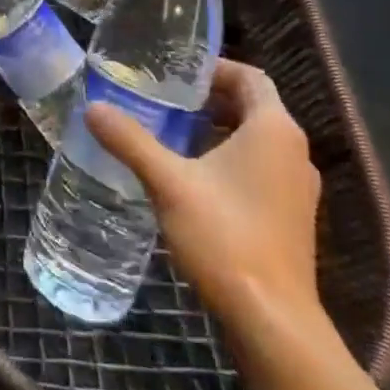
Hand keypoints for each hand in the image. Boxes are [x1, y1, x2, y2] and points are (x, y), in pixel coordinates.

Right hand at [86, 59, 324, 336]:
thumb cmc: (225, 237)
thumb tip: (92, 107)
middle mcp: (293, 152)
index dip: (213, 68)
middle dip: (208, 99)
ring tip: (169, 133)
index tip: (174, 72)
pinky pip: (258, 168)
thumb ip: (130, 140)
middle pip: (252, 106)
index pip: (250, 77)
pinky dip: (227, 159)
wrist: (272, 321)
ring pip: (255, 139)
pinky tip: (190, 176)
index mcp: (274, 130)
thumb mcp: (168, 182)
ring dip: (216, 130)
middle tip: (161, 99)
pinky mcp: (290, 217)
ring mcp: (296, 188)